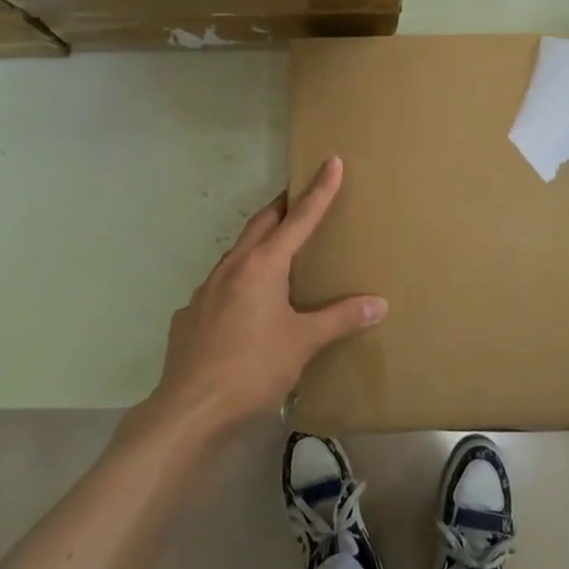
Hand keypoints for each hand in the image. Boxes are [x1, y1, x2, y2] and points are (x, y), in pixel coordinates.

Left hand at [151, 157, 385, 432]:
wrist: (190, 407)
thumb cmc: (252, 367)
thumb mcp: (303, 342)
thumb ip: (340, 318)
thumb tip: (379, 303)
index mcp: (262, 265)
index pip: (299, 218)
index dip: (318, 190)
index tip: (330, 161)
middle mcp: (232, 267)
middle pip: (261, 224)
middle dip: (282, 207)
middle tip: (300, 198)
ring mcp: (206, 289)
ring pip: (237, 252)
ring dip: (258, 241)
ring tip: (276, 249)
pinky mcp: (190, 314)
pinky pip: (219, 284)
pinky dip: (238, 279)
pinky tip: (243, 304)